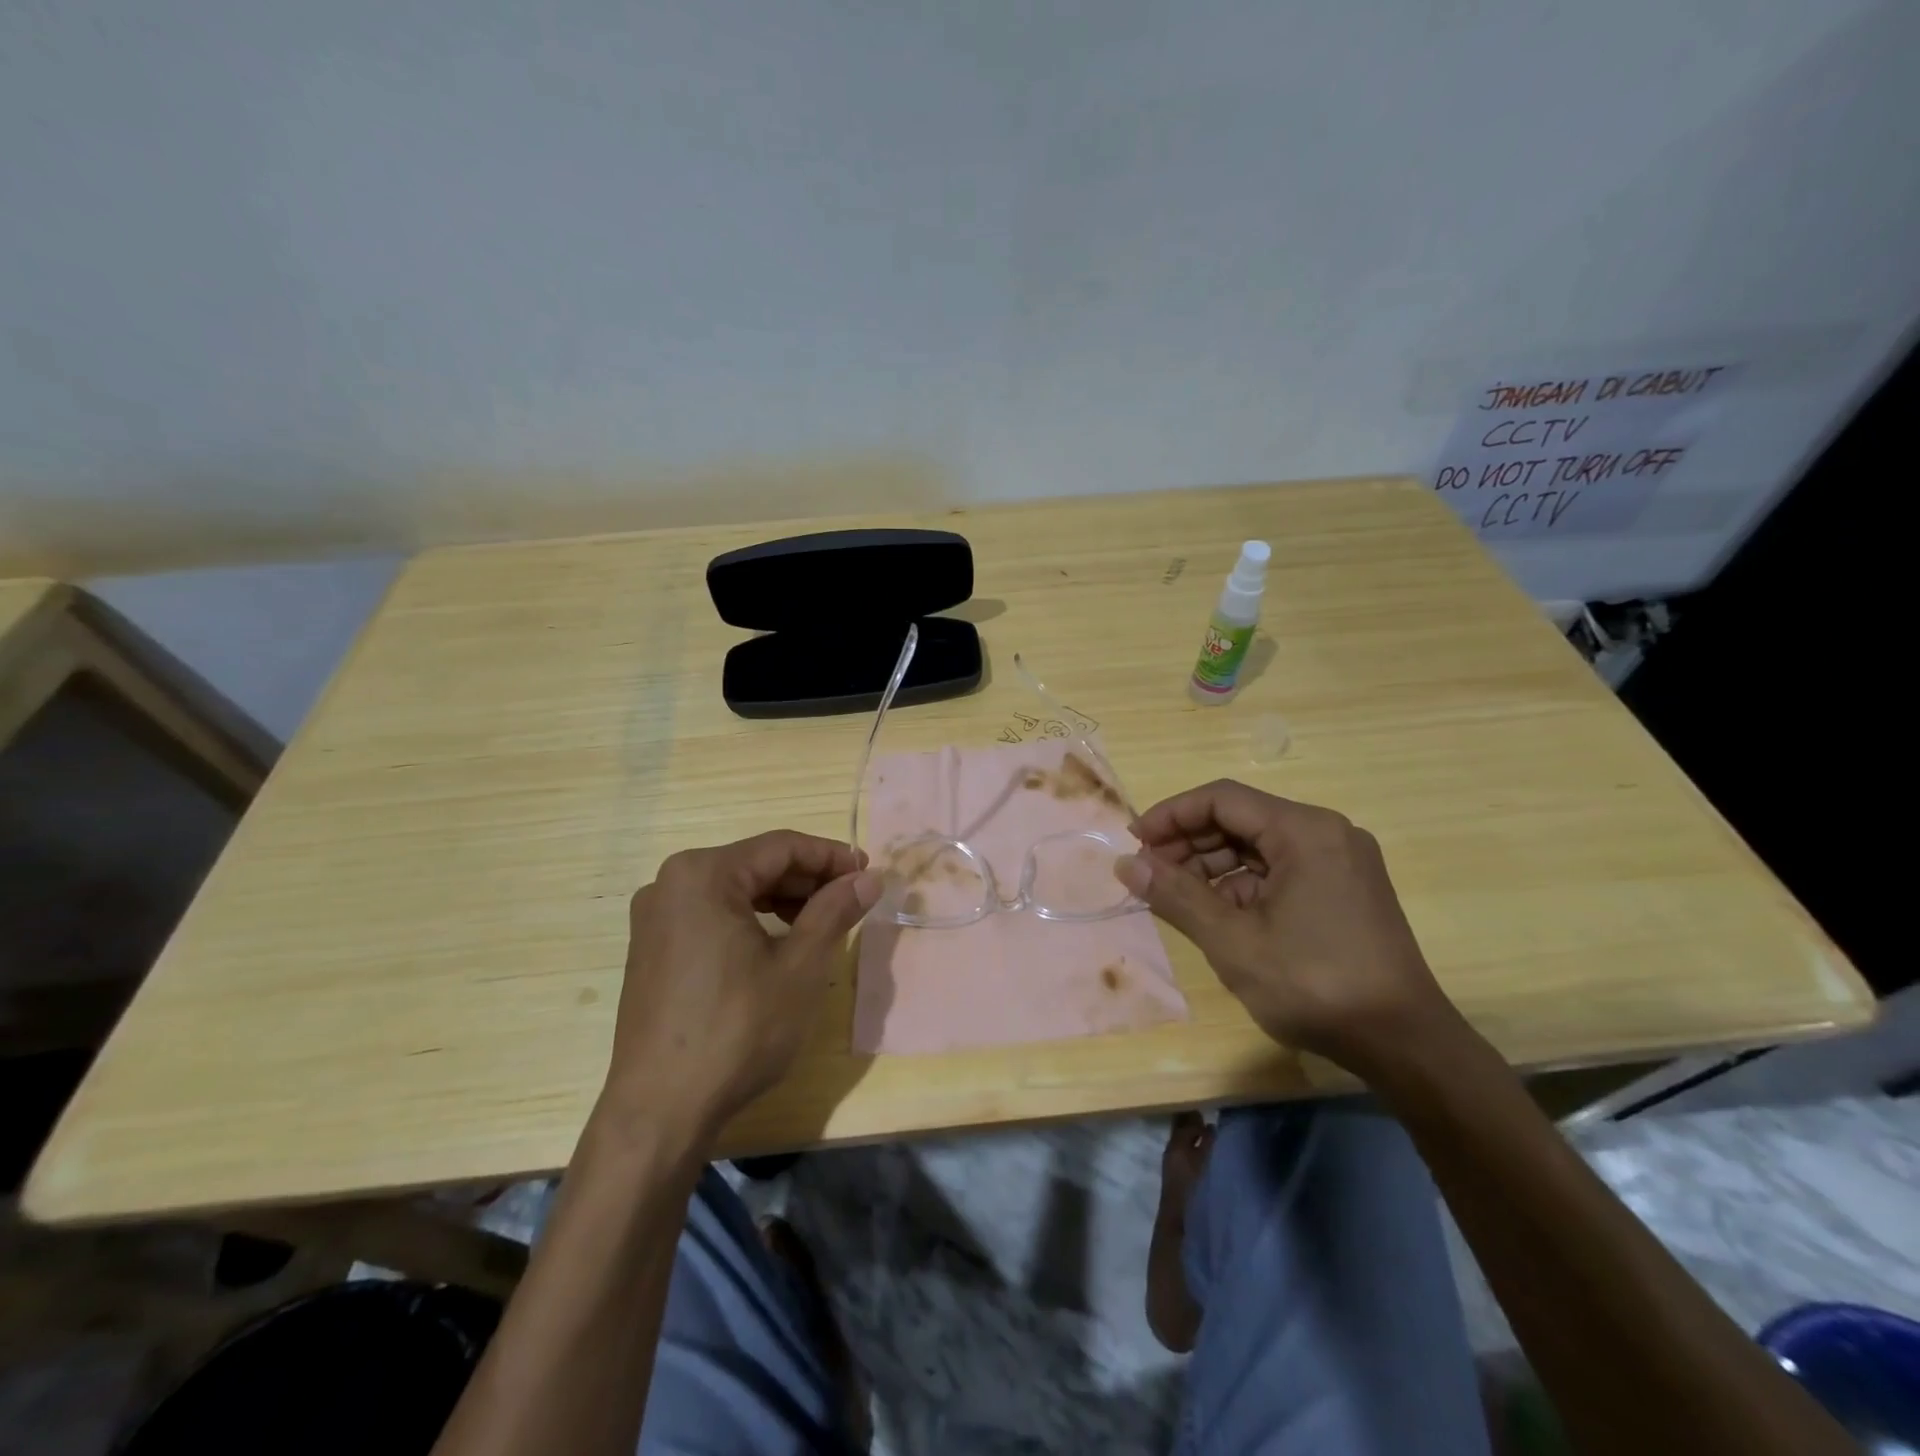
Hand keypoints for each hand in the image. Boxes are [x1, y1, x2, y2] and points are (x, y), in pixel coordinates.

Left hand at [603, 832, 881, 1141]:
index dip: (831, 856)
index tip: (868, 873)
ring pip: (735, 890)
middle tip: (852, 899)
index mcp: (703, 874)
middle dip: (808, 878)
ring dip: (783, 899)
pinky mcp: (652, 948)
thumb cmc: (738, 1030)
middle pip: (756, 864)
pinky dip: (752, 919)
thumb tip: (868, 877)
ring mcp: (656, 917)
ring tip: (823, 921)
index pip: (781, 847)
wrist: (660, 1110)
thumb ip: (835, 910)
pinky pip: (712, 914)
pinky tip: (780, 943)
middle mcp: (671, 883)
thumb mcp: (800, 966)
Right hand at [1115, 780, 1459, 1075]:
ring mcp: (1339, 861)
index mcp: (1304, 831)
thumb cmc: (1314, 985)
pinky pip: (1279, 870)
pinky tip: (1215, 913)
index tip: (1134, 843)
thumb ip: (1176, 896)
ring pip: (1258, 846)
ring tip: (1175, 897)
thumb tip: (1125, 864)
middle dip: (1189, 843)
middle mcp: (1326, 833)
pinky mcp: (1343, 889)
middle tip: (1149, 873)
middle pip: (1240, 819)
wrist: (1404, 1045)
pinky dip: (1241, 885)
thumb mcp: (1233, 942)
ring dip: (1211, 866)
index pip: (1222, 799)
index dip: (1171, 816)